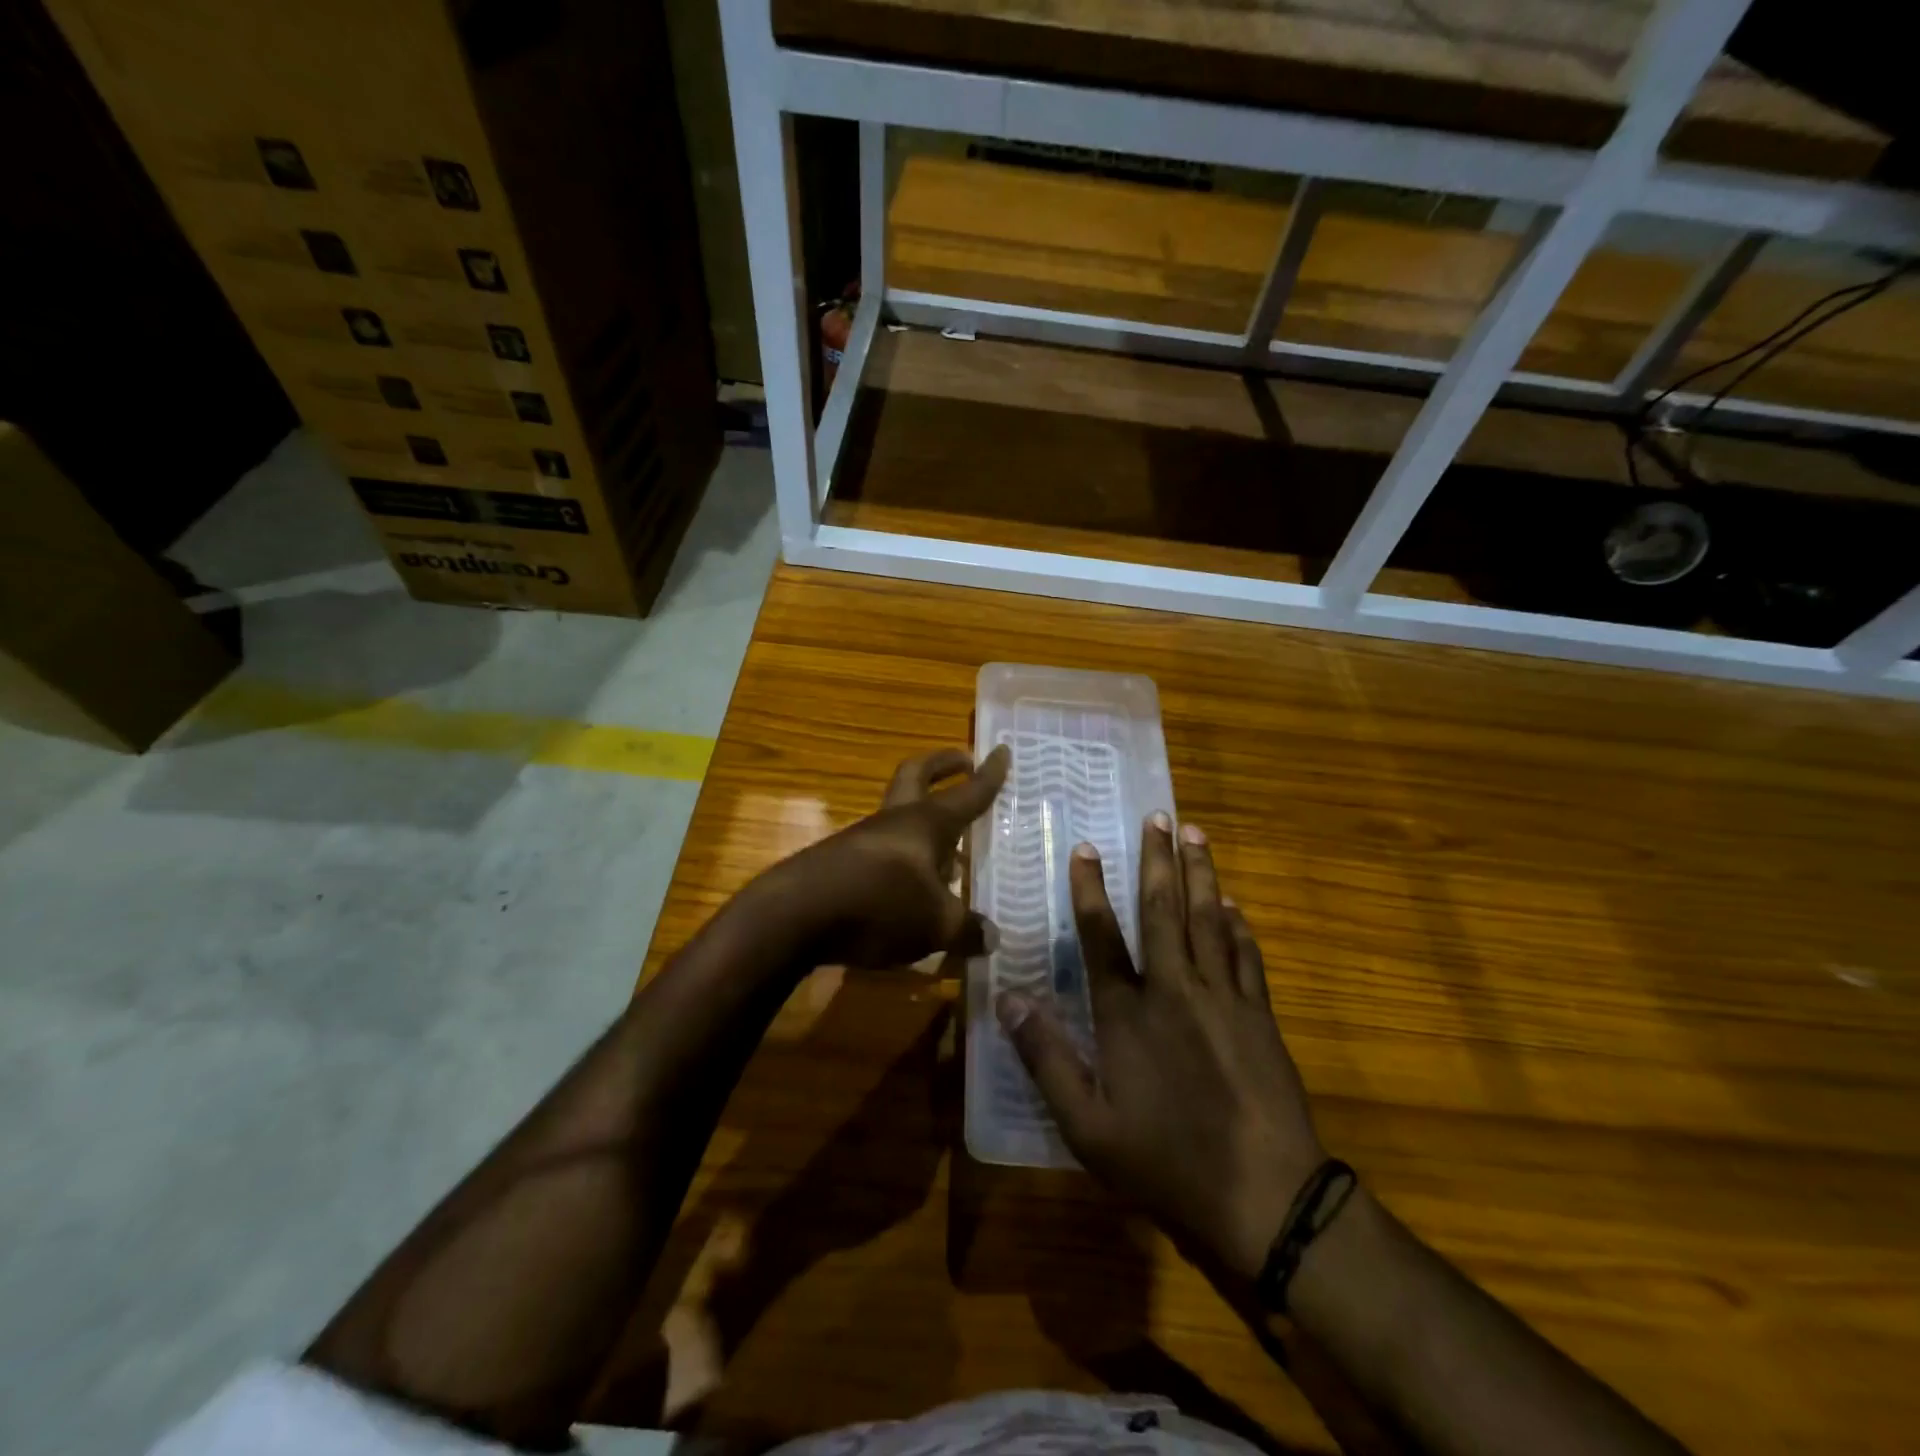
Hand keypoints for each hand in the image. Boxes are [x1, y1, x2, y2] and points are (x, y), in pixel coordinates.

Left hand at [772, 746, 1009, 970]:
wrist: (795, 915)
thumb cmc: (879, 905)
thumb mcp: (935, 925)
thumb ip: (967, 929)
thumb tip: (991, 938)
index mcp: (927, 823)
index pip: (967, 793)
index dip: (988, 775)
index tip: (1002, 751)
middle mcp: (895, 821)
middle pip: (917, 775)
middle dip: (943, 765)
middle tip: (963, 762)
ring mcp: (863, 838)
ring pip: (900, 816)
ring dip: (925, 822)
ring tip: (951, 854)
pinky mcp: (840, 861)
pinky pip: (883, 850)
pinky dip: (904, 859)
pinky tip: (912, 890)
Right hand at [998, 815, 1324, 1283]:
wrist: (1266, 1198)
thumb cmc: (1166, 1162)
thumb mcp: (1087, 1125)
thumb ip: (1046, 1057)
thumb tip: (1008, 999)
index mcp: (1128, 1013)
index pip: (1102, 937)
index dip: (1091, 890)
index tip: (1087, 848)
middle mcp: (1175, 990)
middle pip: (1164, 911)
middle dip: (1158, 860)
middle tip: (1161, 816)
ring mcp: (1223, 999)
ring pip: (1209, 921)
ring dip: (1201, 874)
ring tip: (1197, 834)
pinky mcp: (1259, 1016)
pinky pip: (1247, 956)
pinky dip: (1239, 925)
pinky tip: (1234, 905)